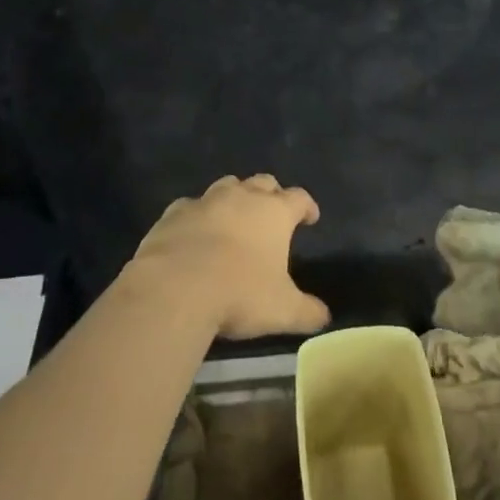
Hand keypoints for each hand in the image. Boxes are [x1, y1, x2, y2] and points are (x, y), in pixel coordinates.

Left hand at [128, 175, 331, 339]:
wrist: (176, 288)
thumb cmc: (239, 293)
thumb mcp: (282, 310)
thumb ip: (307, 312)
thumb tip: (325, 317)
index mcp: (274, 212)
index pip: (299, 198)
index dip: (307, 207)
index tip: (310, 218)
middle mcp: (242, 197)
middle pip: (263, 182)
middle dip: (271, 194)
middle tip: (272, 213)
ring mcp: (206, 201)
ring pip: (227, 185)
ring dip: (235, 197)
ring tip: (235, 218)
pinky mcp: (174, 212)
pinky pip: (191, 206)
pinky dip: (197, 215)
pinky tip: (194, 232)